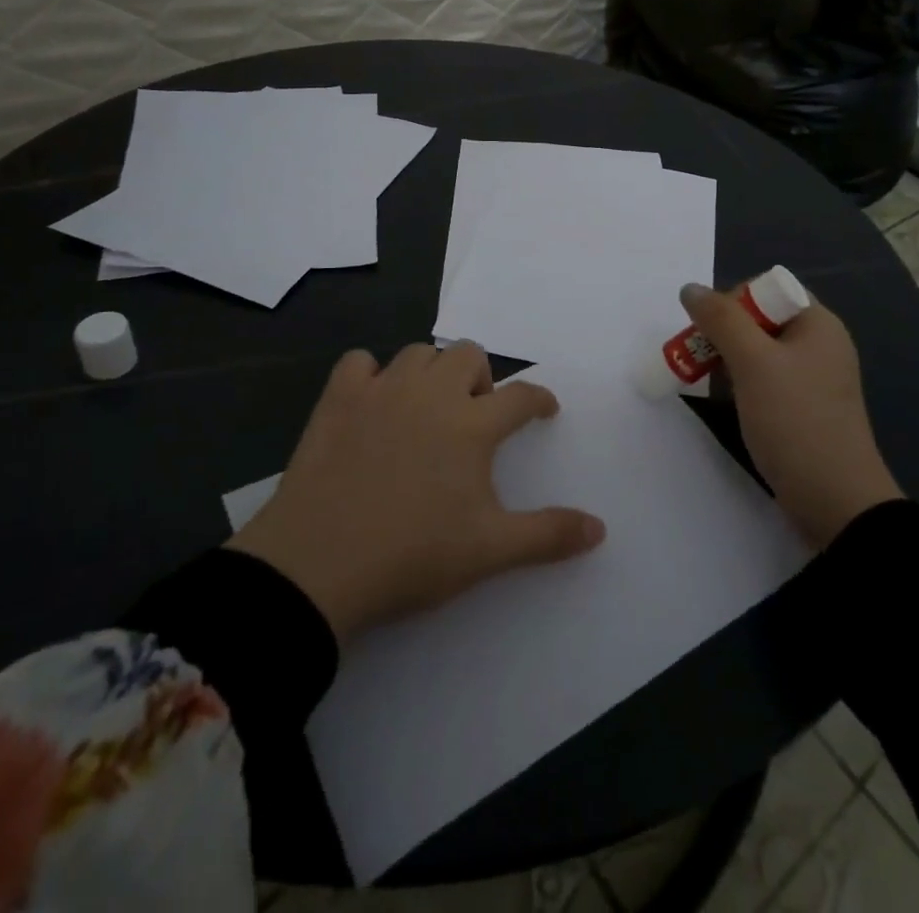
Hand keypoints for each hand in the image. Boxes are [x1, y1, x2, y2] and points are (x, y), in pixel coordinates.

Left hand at [227, 344, 605, 642]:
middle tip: (474, 416)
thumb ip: (549, 534)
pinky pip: (359, 362)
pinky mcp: (338, 398)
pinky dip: (370, 374)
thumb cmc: (413, 555)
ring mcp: (381, 390)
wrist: (318, 566)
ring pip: (418, 352)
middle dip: (481, 378)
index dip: (539, 399)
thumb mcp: (490, 550)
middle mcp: (431, 393)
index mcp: (472, 424)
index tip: (544, 409)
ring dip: (431, 371)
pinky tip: (371, 402)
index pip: (521, 396)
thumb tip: (601, 528)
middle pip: (469, 355)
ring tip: (427, 407)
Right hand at [681, 282, 902, 547]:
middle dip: (724, 332)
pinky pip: (765, 380)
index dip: (734, 300)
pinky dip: (740, 383)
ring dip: (728, 359)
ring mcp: (812, 379)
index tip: (709, 329)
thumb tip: (690, 289)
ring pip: (759, 351)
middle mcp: (819, 344)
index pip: (768, 288)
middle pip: (761, 319)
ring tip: (705, 379)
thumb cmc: (795, 421)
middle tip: (699, 356)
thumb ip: (720, 320)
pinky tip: (726, 401)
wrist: (835, 502)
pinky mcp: (802, 408)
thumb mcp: (753, 363)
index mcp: (818, 324)